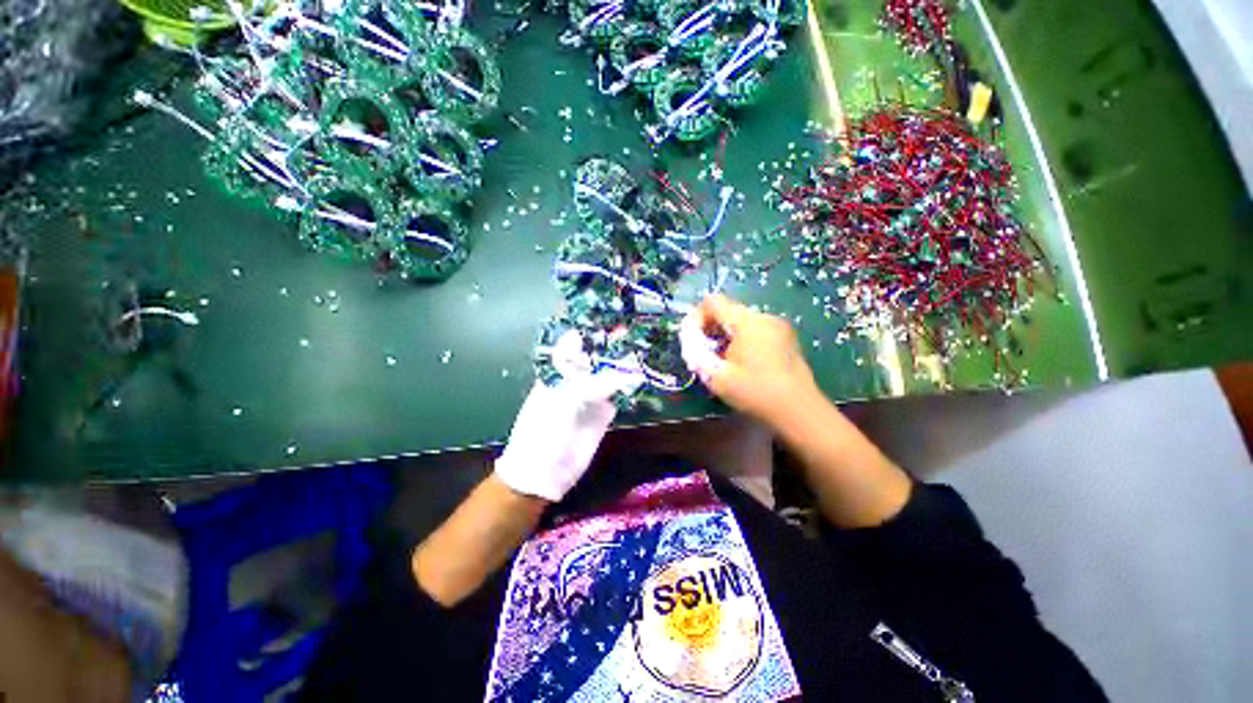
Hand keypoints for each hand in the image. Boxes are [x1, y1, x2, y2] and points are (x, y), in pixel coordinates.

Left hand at [494, 332, 641, 501]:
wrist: (544, 472)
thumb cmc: (543, 432)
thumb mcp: (563, 402)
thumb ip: (593, 384)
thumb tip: (626, 373)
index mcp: (559, 370)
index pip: (575, 342)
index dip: (591, 329)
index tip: (611, 314)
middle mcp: (577, 378)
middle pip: (597, 355)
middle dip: (613, 343)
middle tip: (636, 328)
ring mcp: (592, 394)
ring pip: (611, 372)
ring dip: (625, 362)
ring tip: (645, 346)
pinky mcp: (604, 411)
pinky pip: (619, 393)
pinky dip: (631, 384)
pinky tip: (644, 373)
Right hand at [680, 294, 819, 427]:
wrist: (799, 411)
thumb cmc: (755, 392)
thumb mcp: (717, 377)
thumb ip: (696, 354)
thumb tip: (689, 340)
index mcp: (747, 322)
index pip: (713, 302)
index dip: (697, 316)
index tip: (692, 338)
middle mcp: (763, 317)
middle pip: (728, 310)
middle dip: (710, 327)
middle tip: (703, 351)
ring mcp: (778, 326)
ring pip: (742, 320)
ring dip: (725, 334)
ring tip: (721, 358)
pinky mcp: (786, 338)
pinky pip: (756, 329)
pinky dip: (741, 339)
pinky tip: (741, 361)